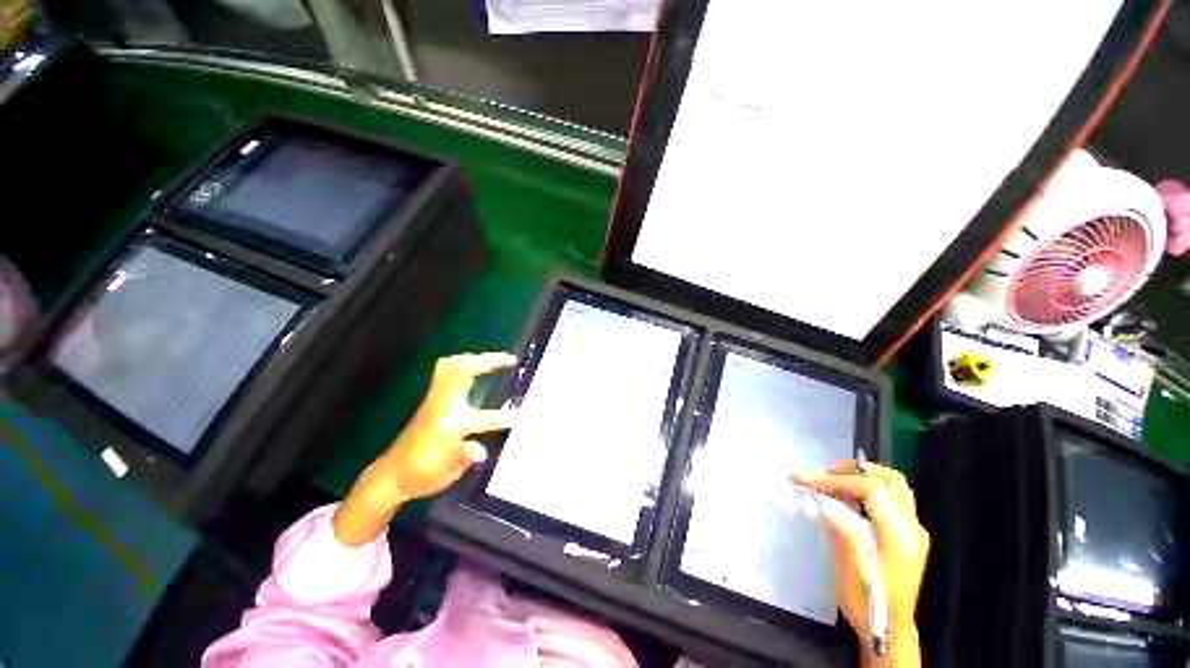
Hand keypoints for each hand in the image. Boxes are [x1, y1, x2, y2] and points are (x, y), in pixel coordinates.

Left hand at [333, 352, 516, 545]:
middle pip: (464, 371)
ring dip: (474, 358)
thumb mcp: (446, 474)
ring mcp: (434, 400)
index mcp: (450, 425)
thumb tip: (480, 451)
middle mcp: (442, 406)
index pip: (486, 418)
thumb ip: (465, 458)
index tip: (523, 416)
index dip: (506, 417)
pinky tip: (471, 366)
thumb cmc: (422, 476)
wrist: (391, 475)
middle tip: (510, 359)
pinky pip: (444, 370)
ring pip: (452, 366)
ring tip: (493, 359)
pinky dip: (461, 362)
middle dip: (489, 360)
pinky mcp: (429, 399)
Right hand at [790, 462, 928, 666]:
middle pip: (890, 480)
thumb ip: (843, 536)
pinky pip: (892, 499)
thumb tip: (827, 506)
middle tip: (824, 473)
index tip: (807, 479)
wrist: (890, 630)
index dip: (837, 480)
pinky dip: (868, 489)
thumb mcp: (850, 574)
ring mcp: (914, 531)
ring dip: (862, 477)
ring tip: (833, 481)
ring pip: (894, 486)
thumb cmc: (868, 604)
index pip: (872, 490)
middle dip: (854, 470)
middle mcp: (912, 529)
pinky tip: (847, 499)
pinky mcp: (909, 535)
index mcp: (900, 538)